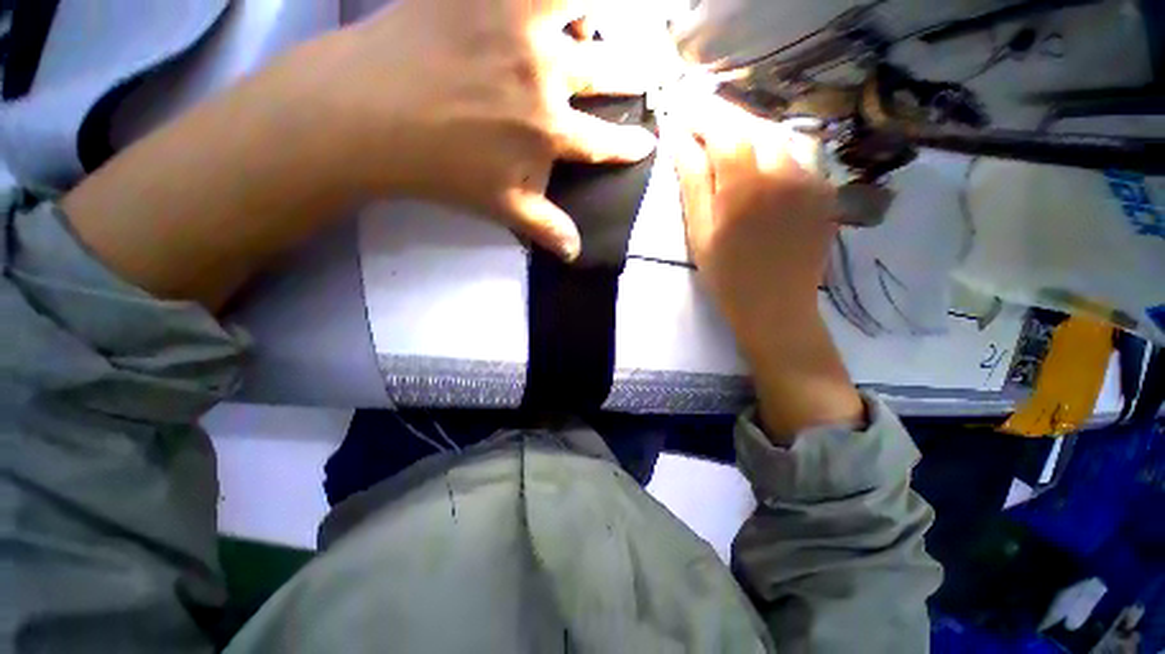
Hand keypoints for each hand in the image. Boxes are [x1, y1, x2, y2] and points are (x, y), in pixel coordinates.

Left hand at [311, 0, 662, 258]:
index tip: (647, 143)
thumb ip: (545, 228)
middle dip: (634, 74)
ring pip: (578, 5)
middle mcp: (544, 73)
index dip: (629, 144)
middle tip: (645, 72)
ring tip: (592, 24)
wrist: (367, 113)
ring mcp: (514, 20)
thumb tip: (575, 254)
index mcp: (548, 130)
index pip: (604, 141)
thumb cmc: (440, 168)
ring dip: (596, 15)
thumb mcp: (501, 206)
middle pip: (608, 70)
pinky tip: (548, 6)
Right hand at [670, 96, 863, 437]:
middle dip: (723, 119)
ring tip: (725, 144)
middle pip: (753, 125)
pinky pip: (797, 154)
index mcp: (746, 183)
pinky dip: (772, 149)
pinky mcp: (824, 189)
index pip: (724, 127)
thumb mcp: (699, 233)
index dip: (701, 115)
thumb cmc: (728, 277)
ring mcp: (812, 177)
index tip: (681, 111)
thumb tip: (679, 140)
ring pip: (777, 135)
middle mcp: (785, 169)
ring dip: (748, 133)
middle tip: (698, 123)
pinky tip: (757, 165)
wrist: (777, 309)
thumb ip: (693, 182)